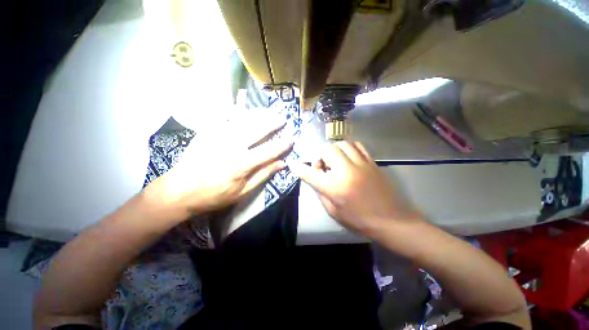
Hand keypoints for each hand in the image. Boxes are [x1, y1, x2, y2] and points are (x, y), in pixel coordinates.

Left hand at [144, 113, 292, 220]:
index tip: (291, 140)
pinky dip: (233, 110)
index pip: (269, 151)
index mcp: (242, 164)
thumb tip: (281, 164)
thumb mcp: (242, 192)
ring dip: (258, 114)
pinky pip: (222, 117)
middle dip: (272, 123)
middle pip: (257, 130)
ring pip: (243, 120)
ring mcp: (218, 137)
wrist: (179, 191)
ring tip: (268, 110)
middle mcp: (232, 146)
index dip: (282, 145)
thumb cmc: (214, 195)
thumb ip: (263, 176)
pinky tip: (240, 104)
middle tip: (283, 117)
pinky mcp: (207, 132)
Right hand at [289, 141, 420, 236]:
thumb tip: (316, 178)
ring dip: (334, 150)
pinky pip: (357, 146)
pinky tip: (348, 157)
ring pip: (342, 144)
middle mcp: (346, 171)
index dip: (299, 168)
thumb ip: (321, 192)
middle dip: (320, 156)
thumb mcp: (333, 211)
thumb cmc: (359, 220)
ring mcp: (361, 164)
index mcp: (334, 187)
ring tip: (335, 161)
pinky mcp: (371, 162)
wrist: (391, 220)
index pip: (310, 173)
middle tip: (323, 167)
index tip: (292, 163)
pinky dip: (348, 148)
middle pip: (327, 150)